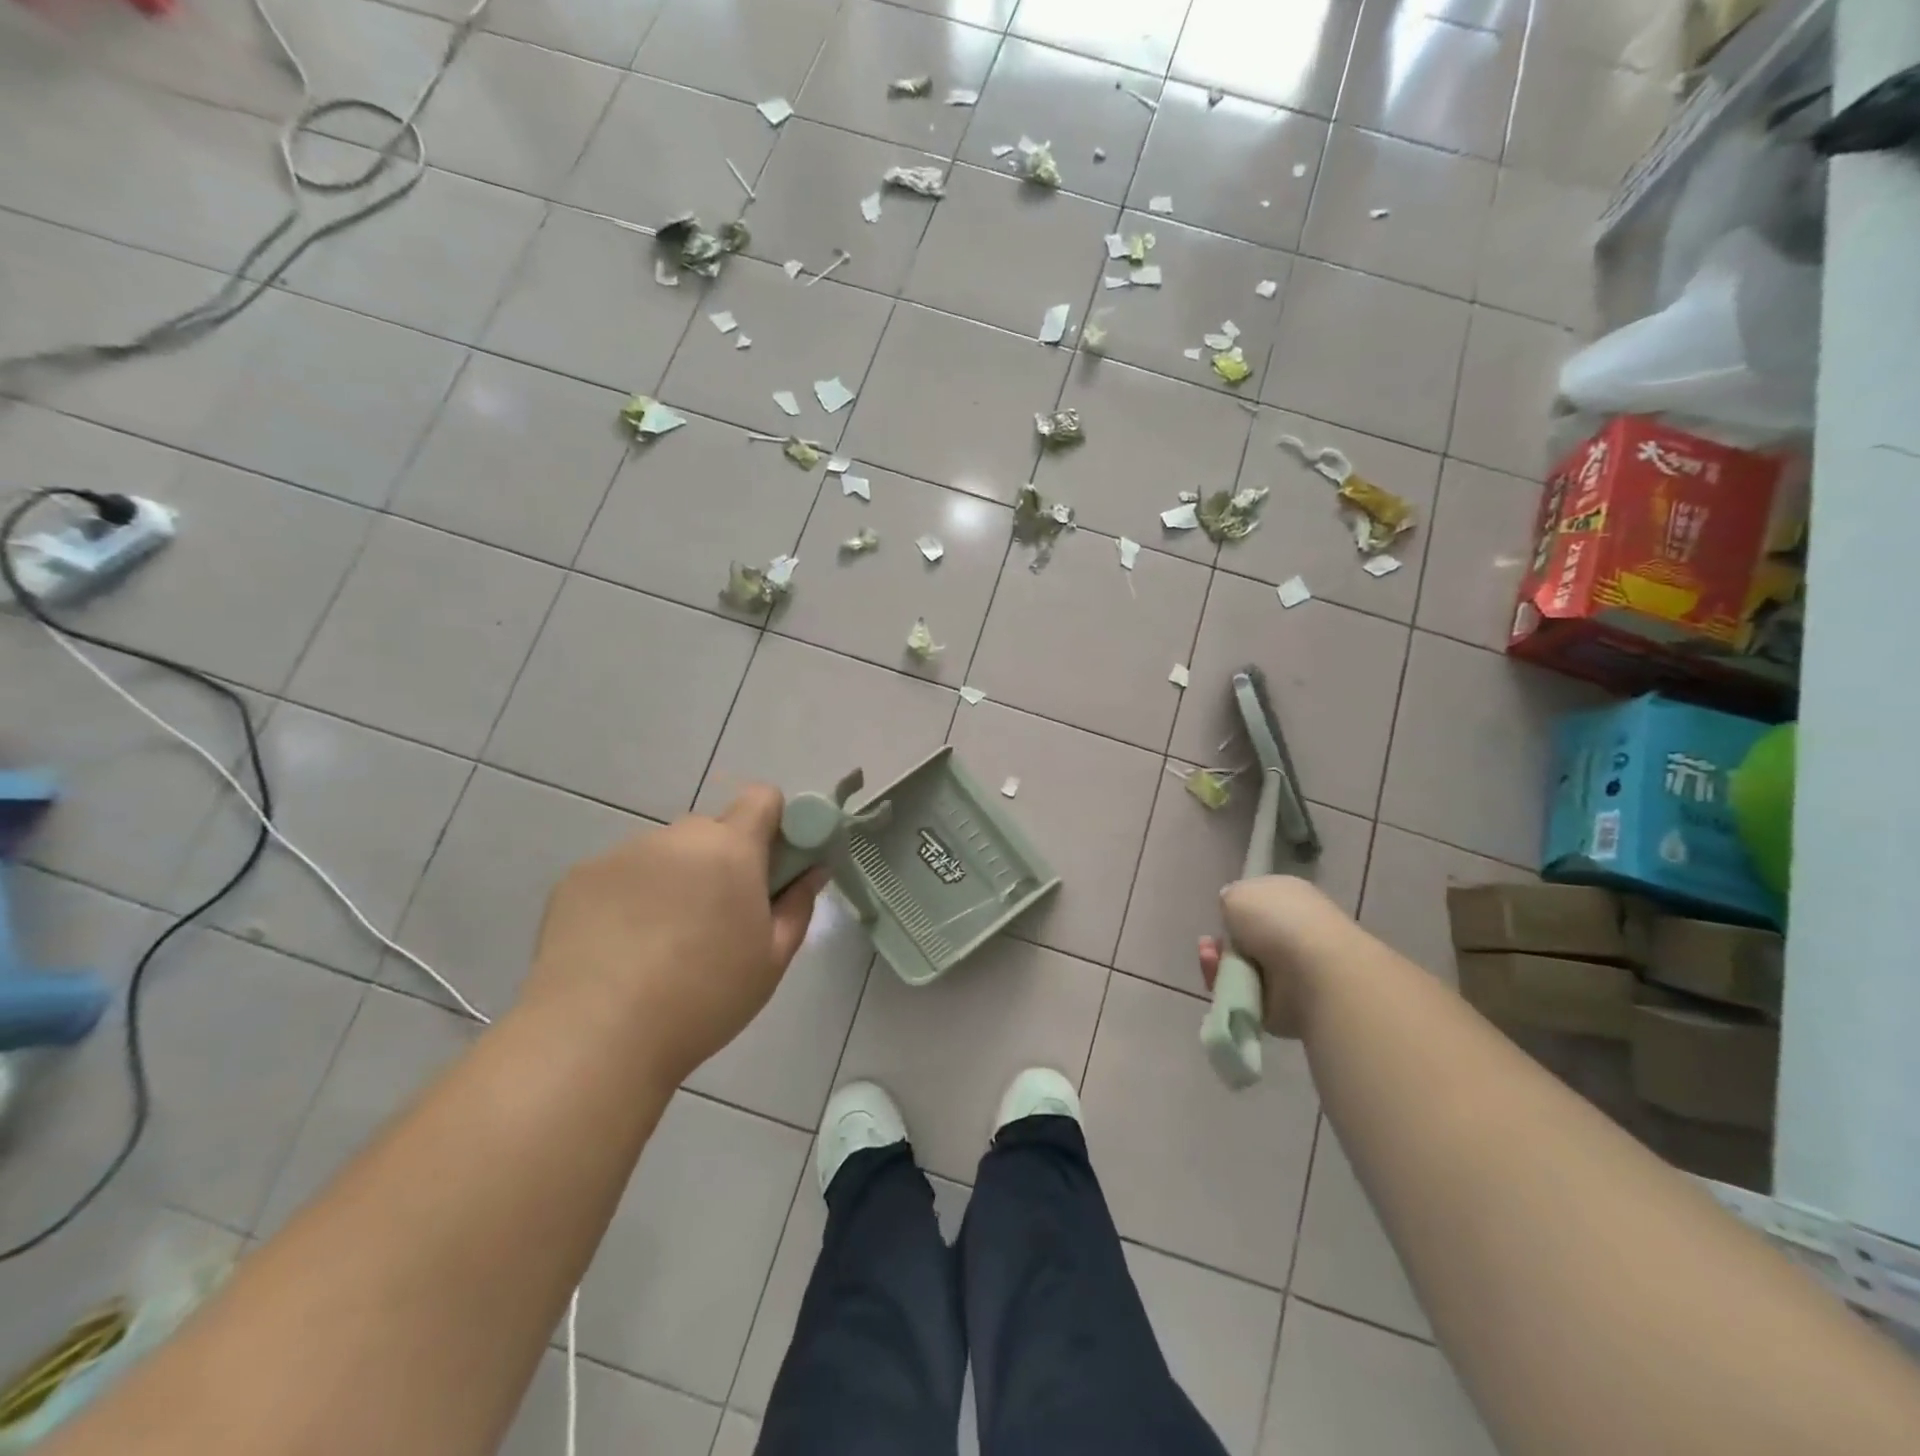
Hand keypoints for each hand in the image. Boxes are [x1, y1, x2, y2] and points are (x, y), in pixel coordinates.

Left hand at [527, 785, 827, 1085]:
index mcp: (731, 848)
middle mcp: (677, 837)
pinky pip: (621, 874)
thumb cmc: (704, 998)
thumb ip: (798, 905)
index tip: (772, 865)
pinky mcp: (578, 877)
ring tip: (660, 943)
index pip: (762, 798)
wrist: (595, 1038)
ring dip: (674, 878)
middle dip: (722, 859)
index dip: (774, 824)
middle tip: (717, 917)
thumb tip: (813, 870)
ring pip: (664, 853)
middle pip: (712, 829)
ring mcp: (623, 853)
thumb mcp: (771, 960)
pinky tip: (619, 949)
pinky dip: (629, 898)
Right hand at [1198, 876, 1349, 1038]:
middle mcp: (1294, 931)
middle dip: (1222, 941)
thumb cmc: (1277, 919)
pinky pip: (1244, 993)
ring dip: (1219, 963)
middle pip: (1246, 937)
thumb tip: (1233, 913)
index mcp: (1291, 897)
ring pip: (1241, 966)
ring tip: (1209, 958)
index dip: (1236, 908)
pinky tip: (1219, 978)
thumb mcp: (1238, 892)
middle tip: (1209, 943)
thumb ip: (1231, 899)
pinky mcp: (1285, 1002)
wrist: (1314, 972)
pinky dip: (1227, 986)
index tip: (1222, 914)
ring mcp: (1292, 968)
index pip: (1259, 901)